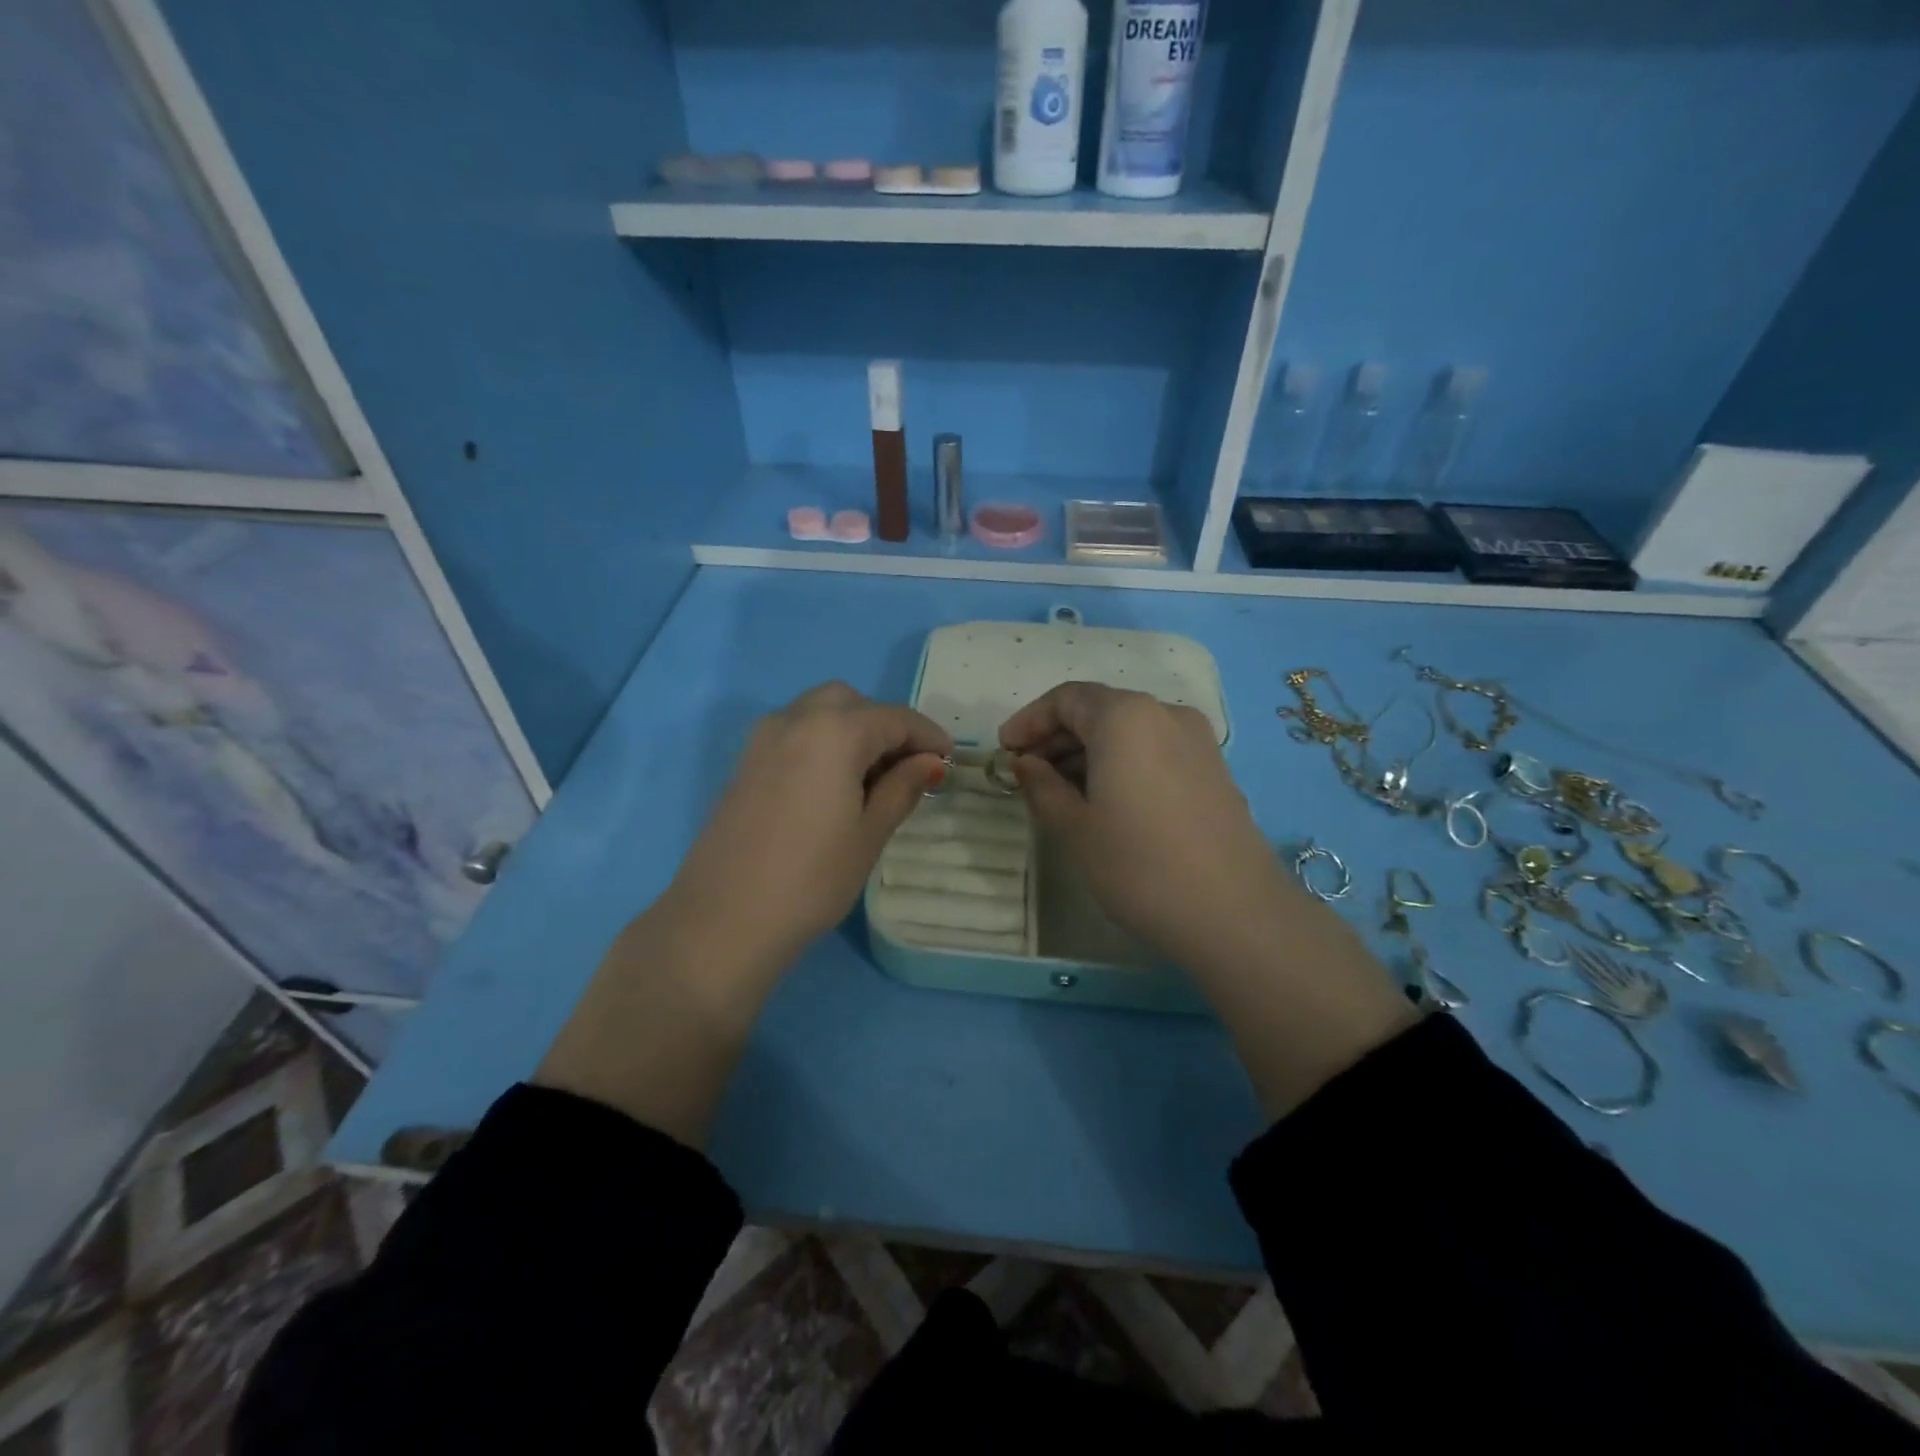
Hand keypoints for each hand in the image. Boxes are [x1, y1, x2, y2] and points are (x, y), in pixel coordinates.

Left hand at [663, 681, 952, 981]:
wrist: (725, 919)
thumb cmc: (812, 879)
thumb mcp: (870, 833)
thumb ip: (902, 787)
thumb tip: (930, 762)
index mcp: (834, 731)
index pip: (895, 718)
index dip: (928, 736)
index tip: (949, 760)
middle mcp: (796, 719)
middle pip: (852, 703)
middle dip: (886, 726)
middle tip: (908, 768)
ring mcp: (763, 738)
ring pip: (819, 712)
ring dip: (852, 730)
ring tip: (872, 777)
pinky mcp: (745, 762)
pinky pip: (794, 732)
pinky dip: (822, 741)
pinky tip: (833, 784)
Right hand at [998, 681, 1289, 978]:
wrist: (1234, 912)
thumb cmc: (1139, 865)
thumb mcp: (1075, 827)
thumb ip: (1042, 786)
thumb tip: (1026, 764)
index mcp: (1125, 716)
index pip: (1066, 698)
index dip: (1029, 721)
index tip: (1004, 751)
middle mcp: (1164, 713)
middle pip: (1099, 709)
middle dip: (1057, 736)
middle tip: (1026, 772)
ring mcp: (1196, 740)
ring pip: (1128, 730)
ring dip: (1088, 751)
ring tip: (1059, 790)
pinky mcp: (1213, 768)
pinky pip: (1154, 749)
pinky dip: (1121, 762)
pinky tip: (1104, 799)